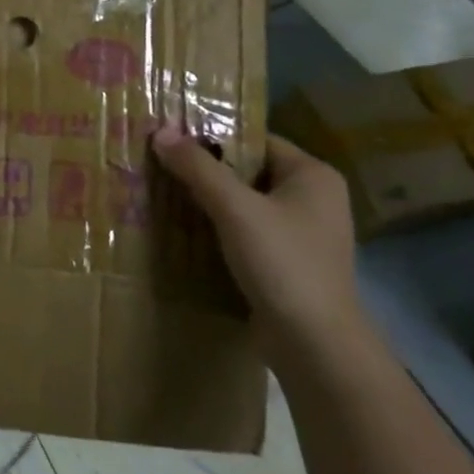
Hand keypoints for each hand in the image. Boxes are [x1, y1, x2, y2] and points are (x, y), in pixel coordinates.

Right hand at [151, 127, 361, 349]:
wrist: (313, 342)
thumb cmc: (281, 263)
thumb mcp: (235, 209)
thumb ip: (198, 168)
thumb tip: (160, 131)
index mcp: (313, 175)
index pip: (256, 140)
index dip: (213, 136)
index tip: (171, 138)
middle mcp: (313, 198)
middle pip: (248, 171)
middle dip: (205, 170)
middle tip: (159, 164)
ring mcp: (302, 233)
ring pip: (245, 203)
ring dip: (208, 201)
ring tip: (163, 193)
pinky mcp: (287, 262)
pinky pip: (246, 231)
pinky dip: (219, 228)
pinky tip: (184, 229)